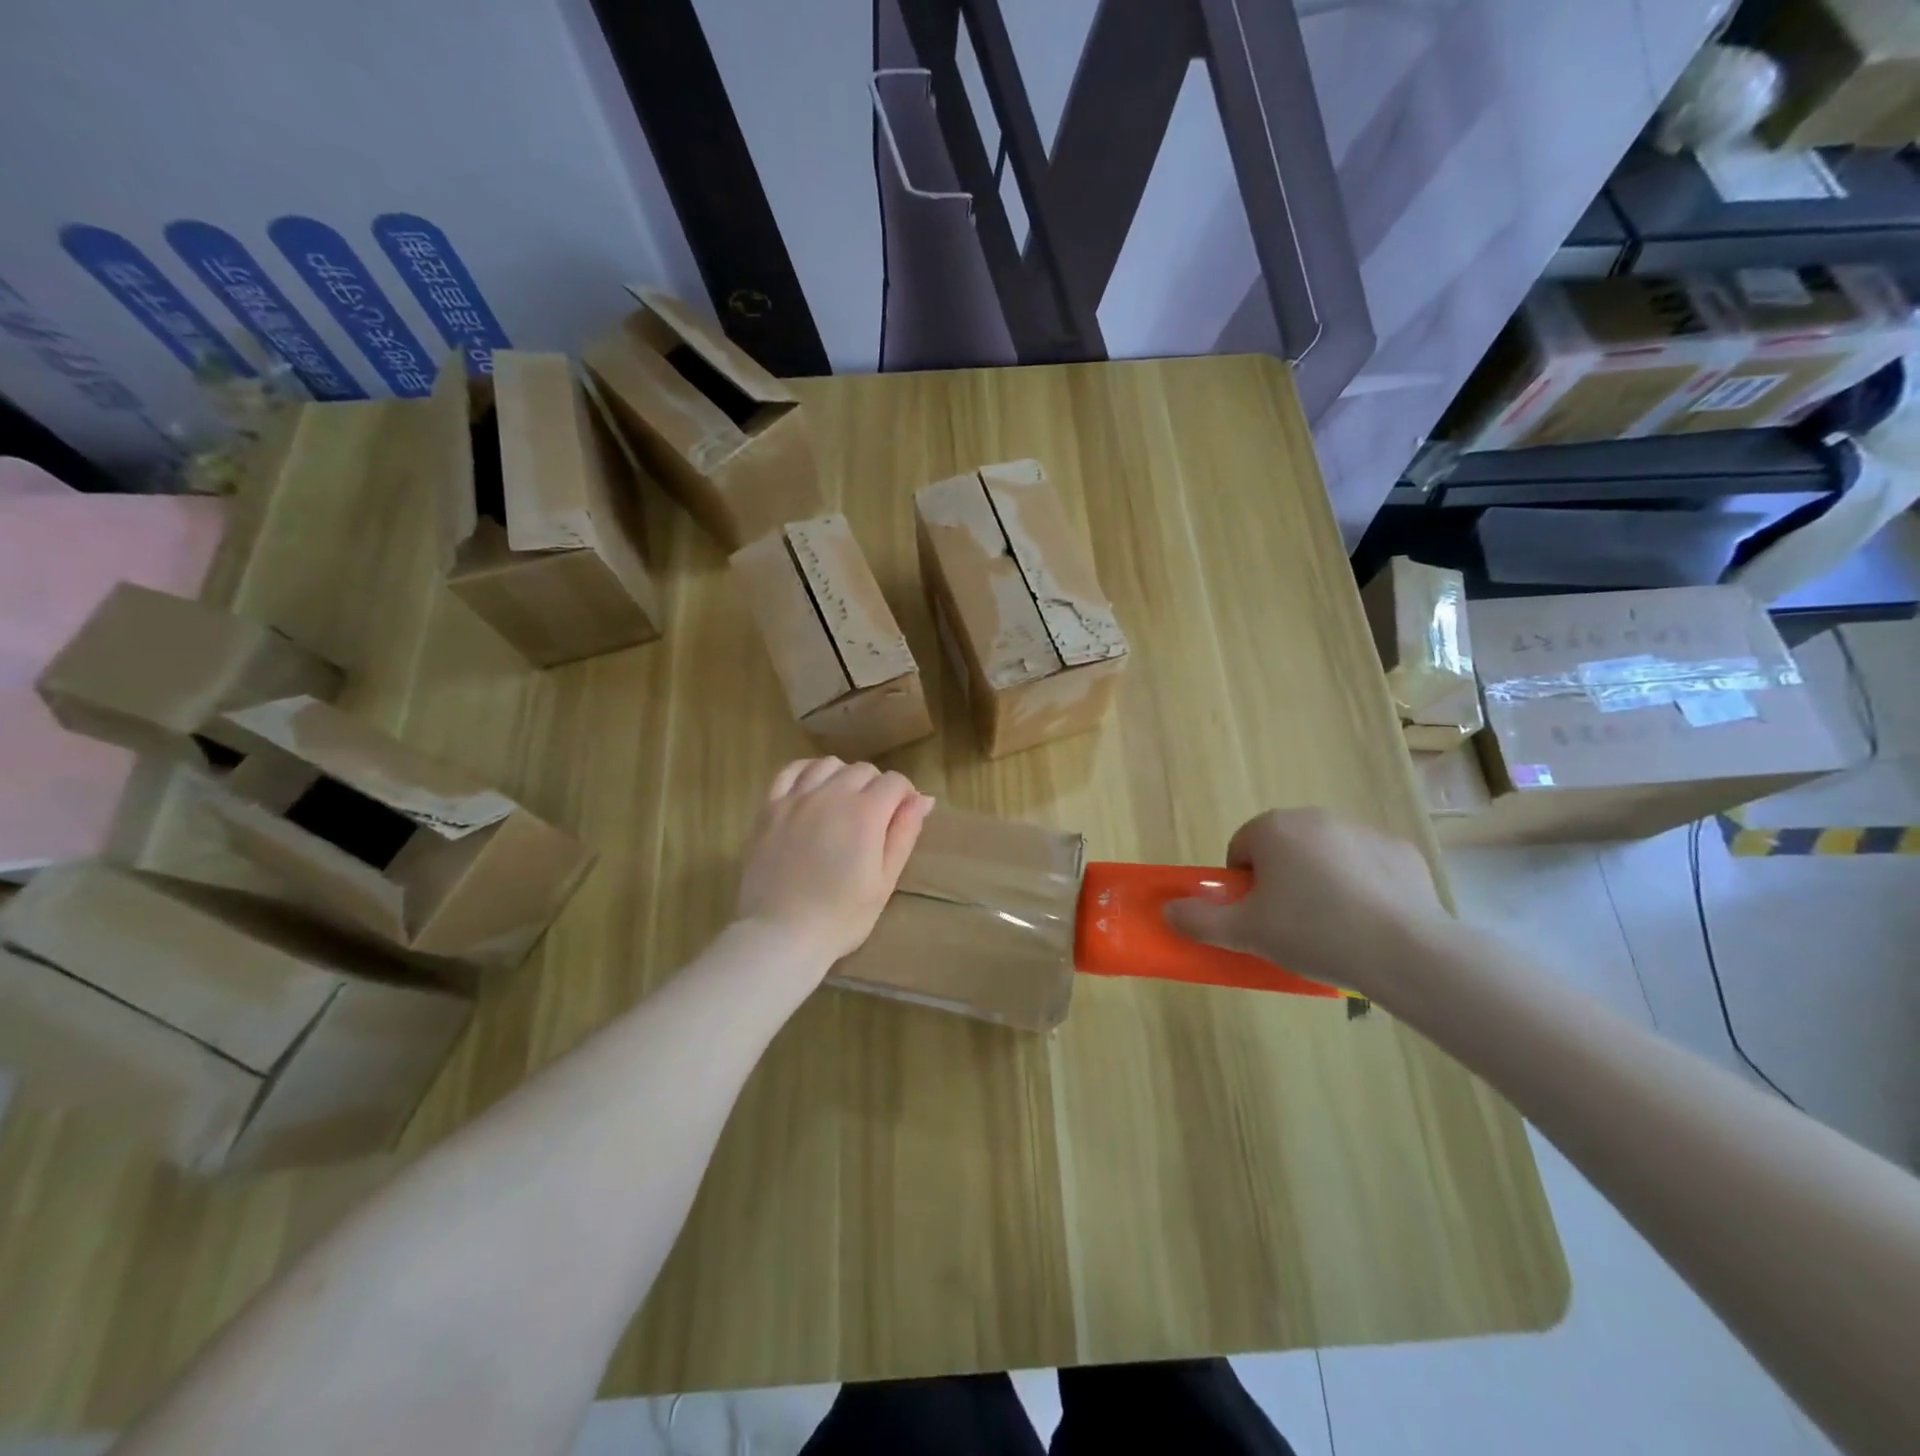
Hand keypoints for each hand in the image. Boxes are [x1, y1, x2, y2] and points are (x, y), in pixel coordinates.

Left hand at [736, 757, 934, 967]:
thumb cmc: (840, 916)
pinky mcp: (769, 808)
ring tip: (844, 802)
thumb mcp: (885, 881)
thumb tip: (923, 799)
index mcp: (865, 812)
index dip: (905, 796)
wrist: (780, 934)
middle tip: (875, 819)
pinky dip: (807, 772)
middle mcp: (831, 794)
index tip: (903, 817)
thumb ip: (904, 834)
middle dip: (877, 787)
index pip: (895, 782)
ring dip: (844, 776)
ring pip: (828, 765)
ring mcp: (796, 798)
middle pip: (863, 770)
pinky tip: (813, 789)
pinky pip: (791, 771)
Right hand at [1164, 808, 1444, 998]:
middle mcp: (1316, 817)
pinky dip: (1364, 887)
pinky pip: (1368, 867)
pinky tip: (1370, 923)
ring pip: (1326, 856)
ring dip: (1321, 881)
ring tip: (1333, 929)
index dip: (1242, 886)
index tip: (1256, 917)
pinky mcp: (1402, 853)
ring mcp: (1363, 831)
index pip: (1241, 849)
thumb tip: (1168, 911)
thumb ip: (1200, 920)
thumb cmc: (1312, 931)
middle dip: (1281, 880)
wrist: (1404, 950)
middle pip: (1283, 848)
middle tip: (1289, 925)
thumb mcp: (1245, 933)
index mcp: (1274, 829)